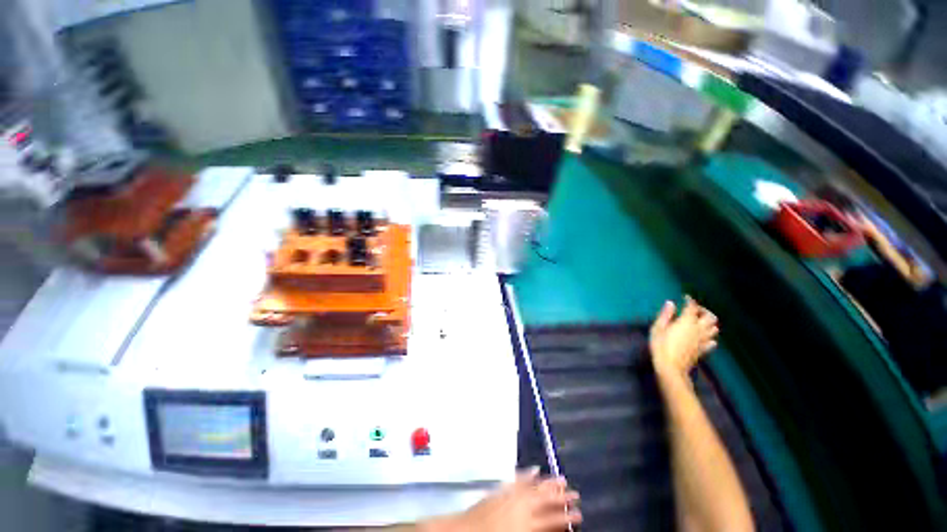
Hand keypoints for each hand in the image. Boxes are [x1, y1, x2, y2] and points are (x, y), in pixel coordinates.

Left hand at [431, 468, 580, 531]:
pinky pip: (518, 479)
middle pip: (545, 499)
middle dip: (561, 497)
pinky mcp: (501, 489)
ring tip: (562, 478)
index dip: (566, 517)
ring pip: (534, 486)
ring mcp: (510, 494)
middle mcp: (521, 506)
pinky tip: (534, 469)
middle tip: (576, 493)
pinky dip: (527, 475)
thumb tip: (552, 529)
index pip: (552, 520)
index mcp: (526, 524)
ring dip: (548, 482)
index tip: (579, 514)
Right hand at [649, 296, 718, 379]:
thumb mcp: (658, 328)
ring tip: (699, 322)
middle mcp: (698, 329)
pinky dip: (710, 337)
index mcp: (686, 322)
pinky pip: (712, 342)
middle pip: (710, 317)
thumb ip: (665, 315)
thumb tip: (671, 303)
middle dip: (704, 311)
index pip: (692, 307)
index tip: (686, 297)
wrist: (671, 367)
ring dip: (709, 323)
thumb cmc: (660, 346)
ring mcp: (703, 341)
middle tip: (694, 310)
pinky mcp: (703, 350)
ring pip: (714, 329)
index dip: (690, 301)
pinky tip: (704, 337)